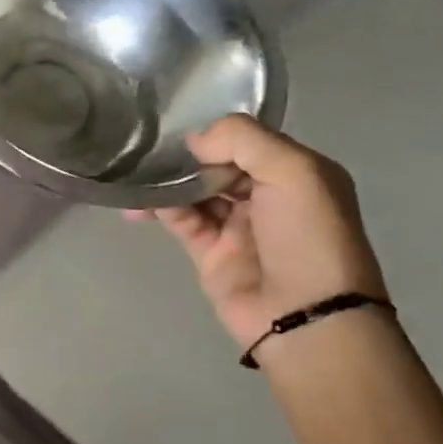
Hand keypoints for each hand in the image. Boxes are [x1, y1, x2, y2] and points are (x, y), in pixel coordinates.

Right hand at [129, 115, 386, 352]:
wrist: (304, 315)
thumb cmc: (307, 236)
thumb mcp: (293, 171)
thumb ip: (242, 140)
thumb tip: (193, 139)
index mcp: (297, 173)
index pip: (249, 141)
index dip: (217, 134)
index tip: (181, 128)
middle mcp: (268, 196)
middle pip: (218, 164)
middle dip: (187, 156)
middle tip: (150, 147)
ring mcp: (238, 225)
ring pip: (194, 191)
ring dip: (166, 182)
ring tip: (135, 174)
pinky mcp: (210, 252)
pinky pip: (180, 220)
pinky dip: (159, 209)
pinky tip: (139, 204)